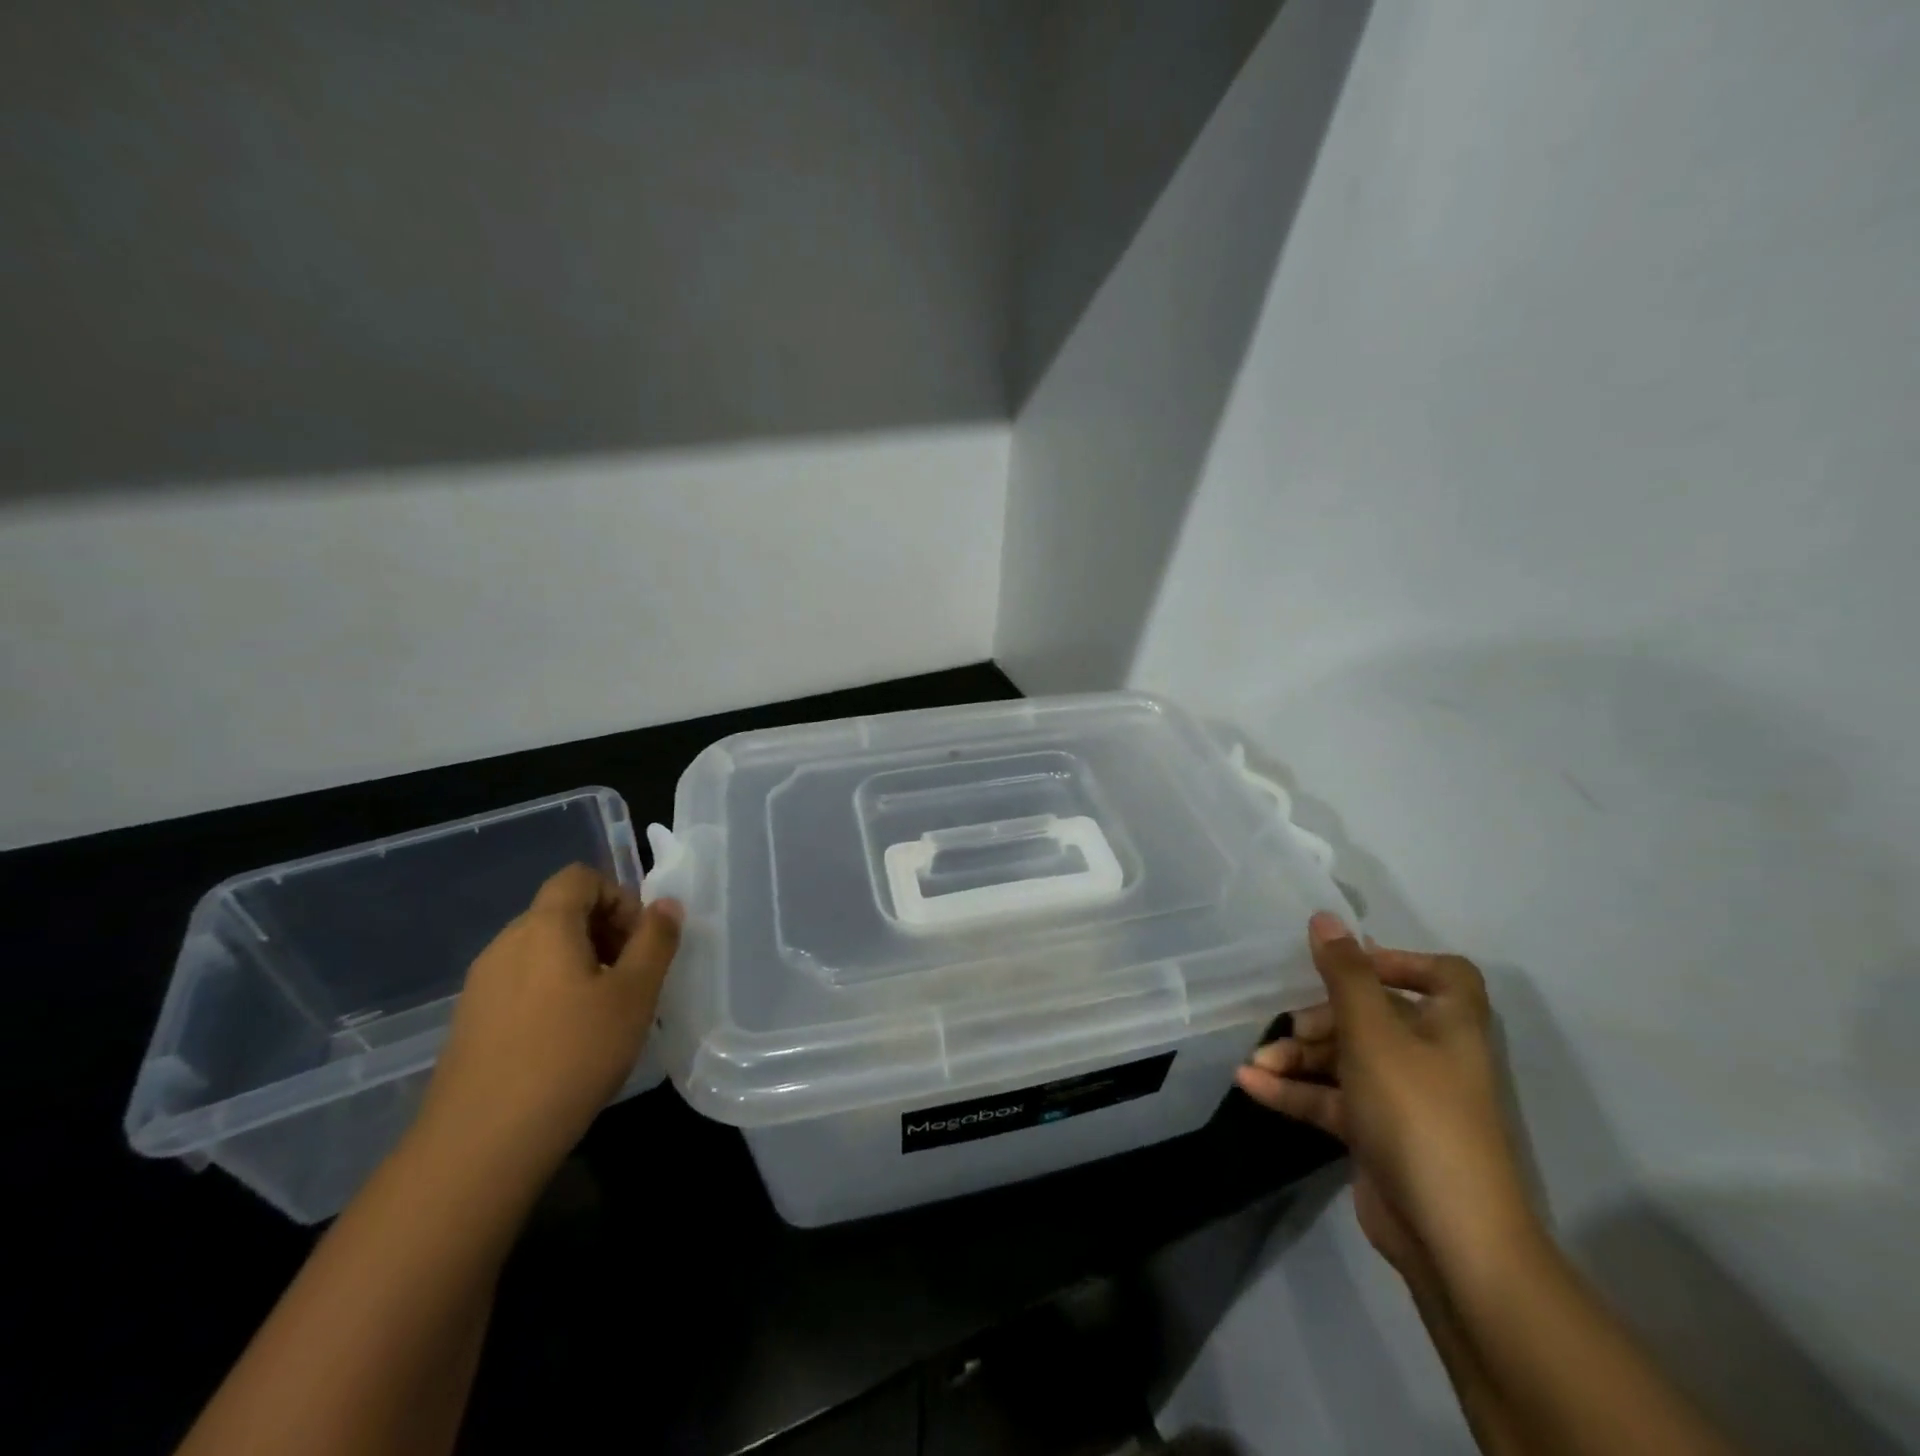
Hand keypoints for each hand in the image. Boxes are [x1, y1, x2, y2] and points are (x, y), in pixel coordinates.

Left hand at [411, 864, 681, 1196]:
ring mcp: (481, 986)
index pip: (580, 878)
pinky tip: (568, 1041)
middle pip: (561, 912)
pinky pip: (522, 984)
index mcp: (543, 927)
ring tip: (605, 1012)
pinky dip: (553, 992)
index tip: (640, 941)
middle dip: (606, 931)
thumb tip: (666, 904)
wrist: (480, 1145)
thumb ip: (655, 940)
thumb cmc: (572, 1055)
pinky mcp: (470, 1023)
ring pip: (542, 950)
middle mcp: (505, 944)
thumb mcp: (634, 994)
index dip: (618, 896)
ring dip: (581, 963)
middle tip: (633, 977)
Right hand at [1236, 913, 1537, 1281]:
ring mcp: (1402, 1098)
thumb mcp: (1373, 1033)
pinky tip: (1250, 1085)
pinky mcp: (1376, 1134)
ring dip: (1298, 1055)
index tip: (1348, 965)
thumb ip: (1345, 974)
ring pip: (1344, 1058)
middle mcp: (1430, 1057)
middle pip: (1373, 1015)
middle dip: (1323, 1016)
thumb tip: (1325, 917)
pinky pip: (1329, 1098)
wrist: (1449, 1236)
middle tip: (1291, 1027)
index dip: (1399, 961)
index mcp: (1449, 1027)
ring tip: (1257, 1061)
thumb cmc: (1417, 1113)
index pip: (1444, 976)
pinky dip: (1293, 1090)